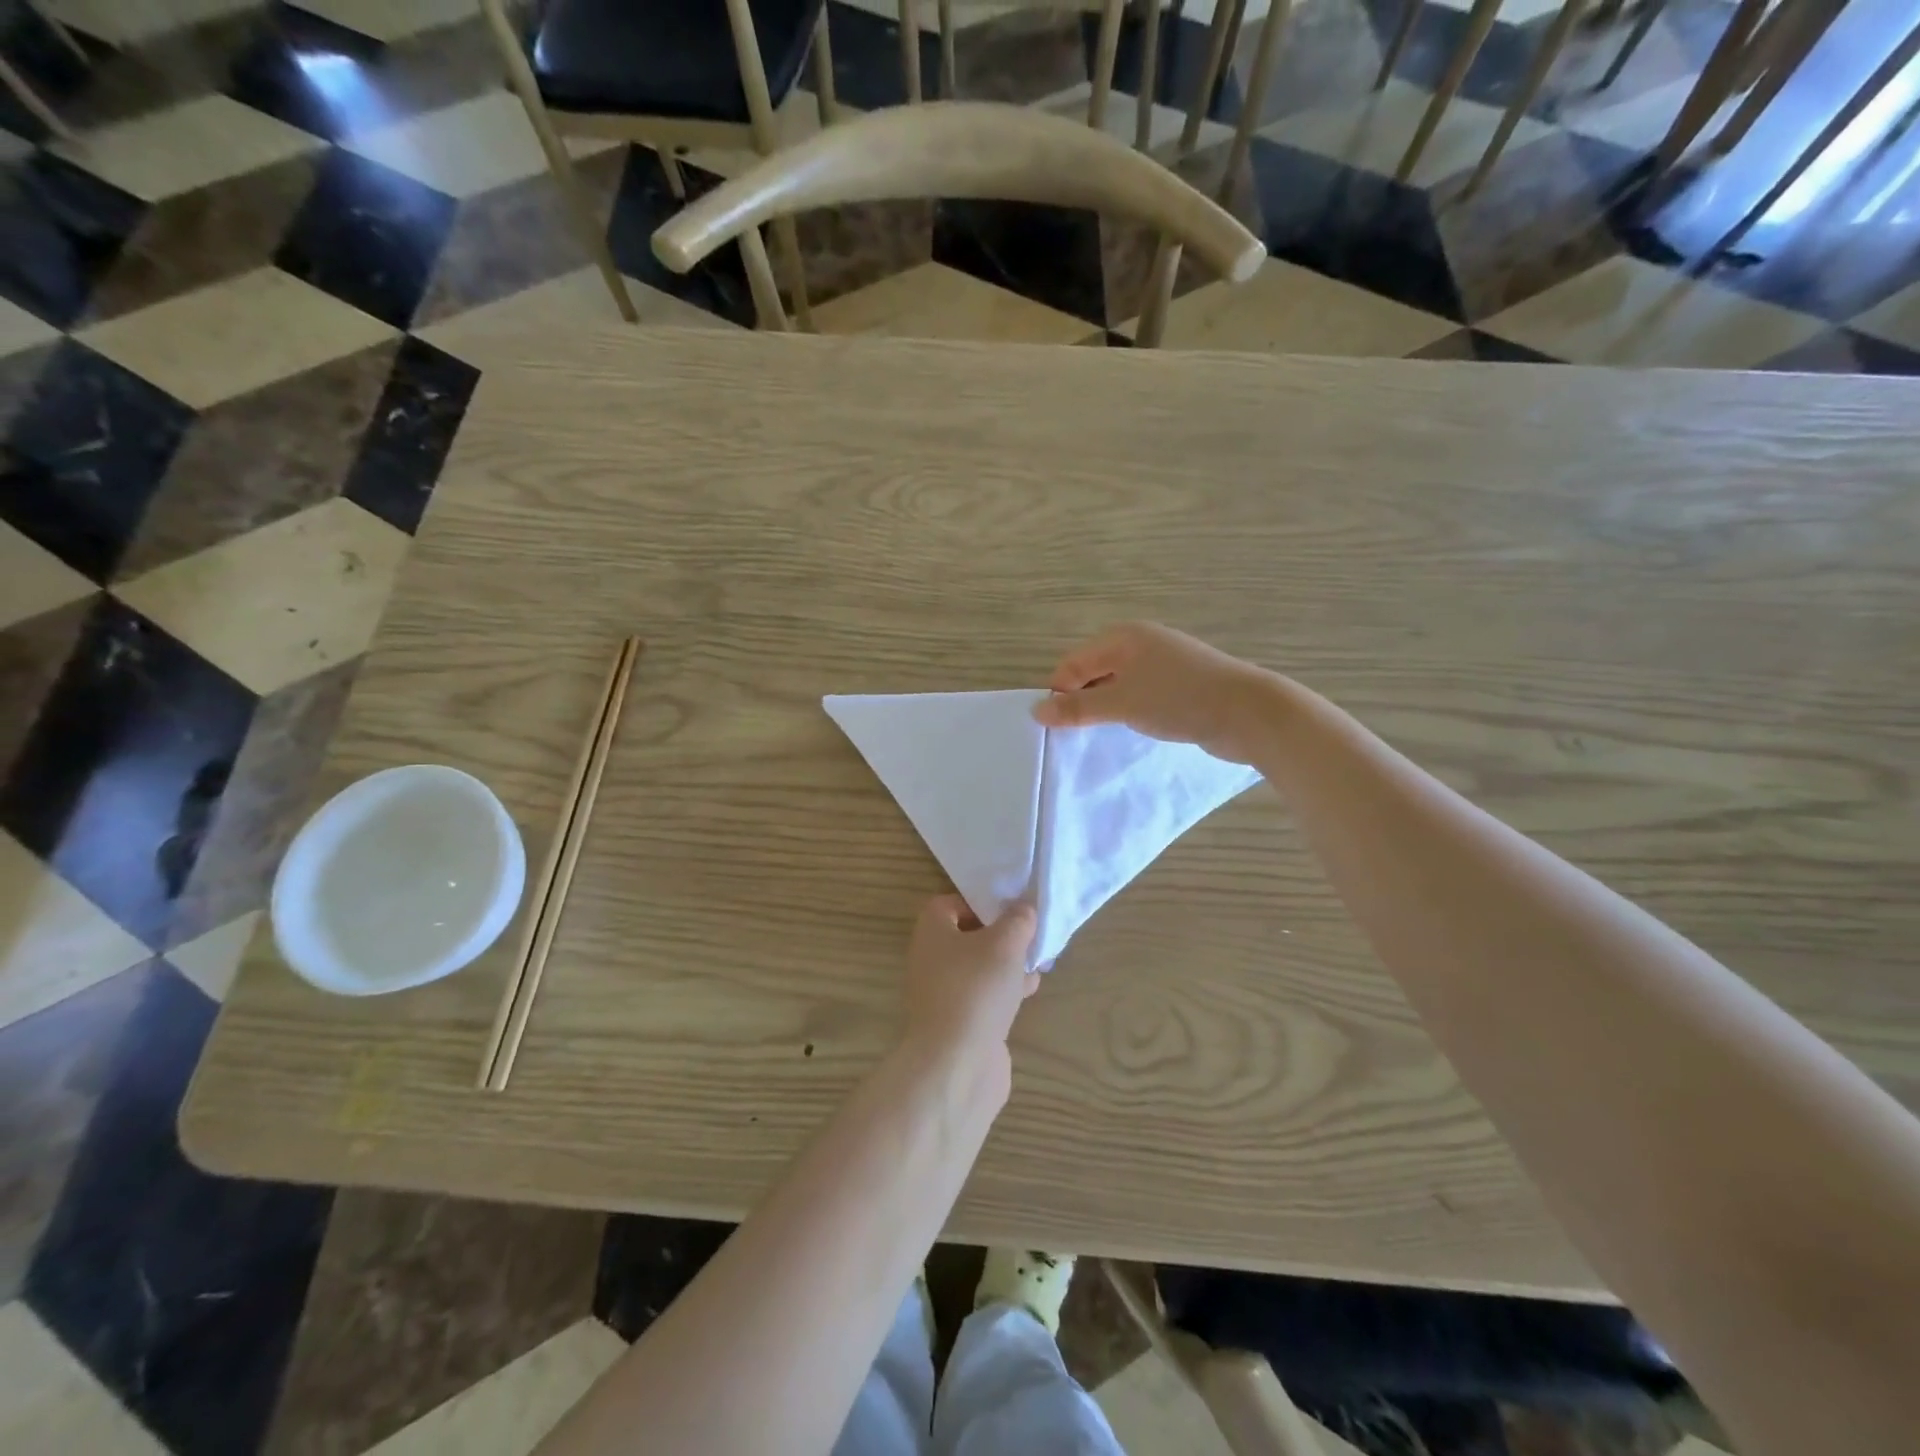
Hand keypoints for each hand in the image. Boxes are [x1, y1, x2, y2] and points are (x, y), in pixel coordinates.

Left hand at [903, 896, 1037, 1059]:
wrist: (956, 1065)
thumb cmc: (976, 990)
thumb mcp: (1005, 944)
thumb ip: (1017, 920)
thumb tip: (1022, 909)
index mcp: (931, 932)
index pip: (949, 904)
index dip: (979, 902)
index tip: (1010, 909)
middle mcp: (930, 959)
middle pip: (967, 936)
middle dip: (1001, 936)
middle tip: (1030, 937)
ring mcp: (942, 994)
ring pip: (978, 968)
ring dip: (1007, 965)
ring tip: (1038, 963)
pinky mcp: (958, 1023)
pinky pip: (982, 996)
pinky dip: (1004, 991)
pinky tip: (1028, 993)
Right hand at [1033, 622, 1272, 762]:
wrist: (1249, 712)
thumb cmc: (1179, 699)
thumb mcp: (1122, 704)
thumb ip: (1078, 708)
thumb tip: (1037, 711)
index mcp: (1123, 637)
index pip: (1073, 663)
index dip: (1062, 694)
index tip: (1059, 727)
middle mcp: (1141, 643)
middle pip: (1094, 672)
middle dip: (1083, 701)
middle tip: (1080, 734)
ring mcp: (1164, 663)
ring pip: (1118, 685)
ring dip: (1108, 708)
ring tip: (1107, 733)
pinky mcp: (1181, 684)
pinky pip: (1141, 695)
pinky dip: (1131, 711)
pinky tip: (1135, 729)